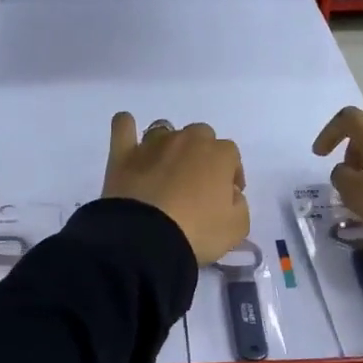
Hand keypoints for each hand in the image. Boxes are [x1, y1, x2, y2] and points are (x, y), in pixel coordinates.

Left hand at [105, 113, 249, 264]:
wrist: (146, 237)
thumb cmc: (197, 232)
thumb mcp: (236, 228)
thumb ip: (239, 205)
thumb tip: (229, 194)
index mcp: (219, 154)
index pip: (231, 154)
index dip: (230, 174)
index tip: (226, 195)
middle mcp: (187, 140)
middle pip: (200, 135)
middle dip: (201, 155)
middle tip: (195, 184)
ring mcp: (153, 144)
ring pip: (164, 130)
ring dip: (168, 145)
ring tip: (164, 170)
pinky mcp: (123, 153)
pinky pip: (123, 126)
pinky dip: (126, 126)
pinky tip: (128, 135)